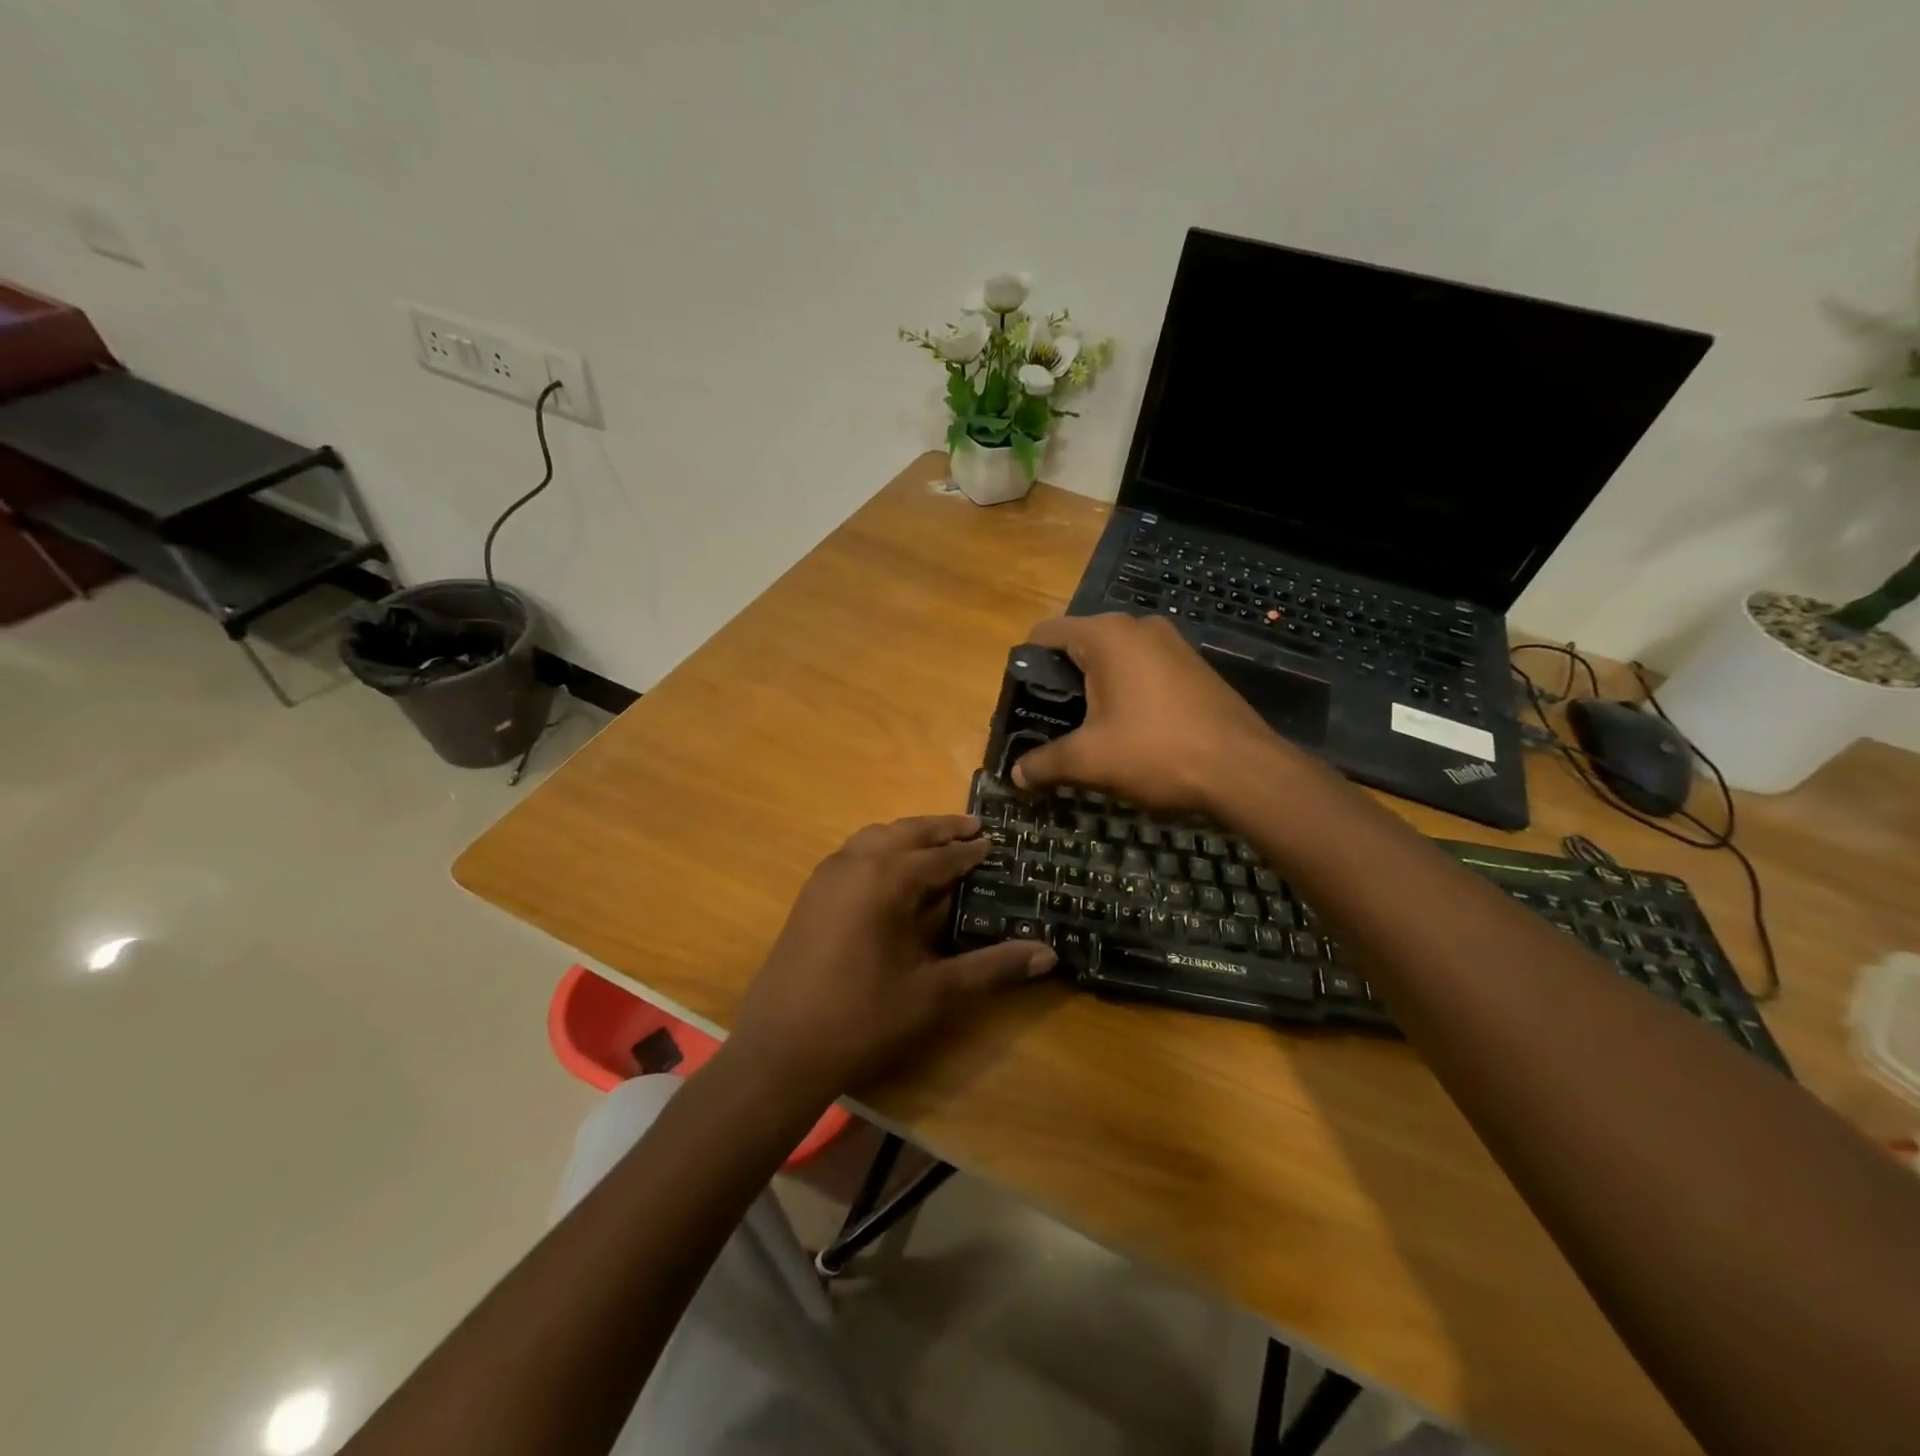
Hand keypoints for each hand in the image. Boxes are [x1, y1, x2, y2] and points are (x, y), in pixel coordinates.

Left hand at [729, 815, 1056, 1100]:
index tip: (995, 842)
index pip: (941, 856)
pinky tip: (890, 871)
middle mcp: (854, 863)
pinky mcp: (810, 894)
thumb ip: (993, 967)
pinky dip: (880, 848)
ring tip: (936, 843)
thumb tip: (1049, 954)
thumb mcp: (936, 995)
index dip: (971, 850)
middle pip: (906, 832)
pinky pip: (853, 853)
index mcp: (887, 879)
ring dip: (908, 835)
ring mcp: (826, 876)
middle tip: (973, 827)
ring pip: (875, 837)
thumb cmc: (863, 1019)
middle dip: (940, 829)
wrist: (779, 1051)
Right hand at [1011, 613, 1299, 814]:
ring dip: (1094, 688)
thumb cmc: (1156, 753)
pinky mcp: (1193, 665)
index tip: (1022, 703)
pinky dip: (1126, 690)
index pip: (1045, 633)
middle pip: (1079, 644)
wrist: (1244, 770)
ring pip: (1114, 658)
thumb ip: (1044, 763)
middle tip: (1050, 723)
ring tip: (1087, 730)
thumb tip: (1015, 776)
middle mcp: (1138, 627)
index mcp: (1106, 636)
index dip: (1025, 667)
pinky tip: (1130, 728)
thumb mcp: (1089, 761)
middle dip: (1060, 681)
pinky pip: (1143, 668)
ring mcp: (1172, 643)